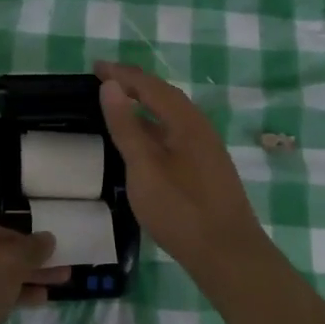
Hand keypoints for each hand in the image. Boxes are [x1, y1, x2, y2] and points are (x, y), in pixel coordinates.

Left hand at [0, 221, 69, 323]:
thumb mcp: (5, 265)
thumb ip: (29, 250)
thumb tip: (48, 239)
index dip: (23, 240)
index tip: (49, 253)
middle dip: (26, 265)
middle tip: (60, 273)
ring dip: (19, 284)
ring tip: (51, 291)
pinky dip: (3, 301)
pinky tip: (27, 306)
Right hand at [95, 61, 270, 283]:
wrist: (229, 256)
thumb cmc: (181, 210)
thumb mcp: (144, 167)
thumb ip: (126, 126)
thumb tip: (110, 85)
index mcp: (185, 121)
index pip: (150, 85)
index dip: (122, 74)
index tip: (95, 67)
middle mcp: (199, 127)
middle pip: (165, 95)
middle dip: (135, 84)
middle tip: (105, 80)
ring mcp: (206, 149)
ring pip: (172, 115)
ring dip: (145, 103)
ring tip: (119, 104)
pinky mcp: (206, 168)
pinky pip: (175, 132)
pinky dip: (154, 125)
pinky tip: (144, 140)